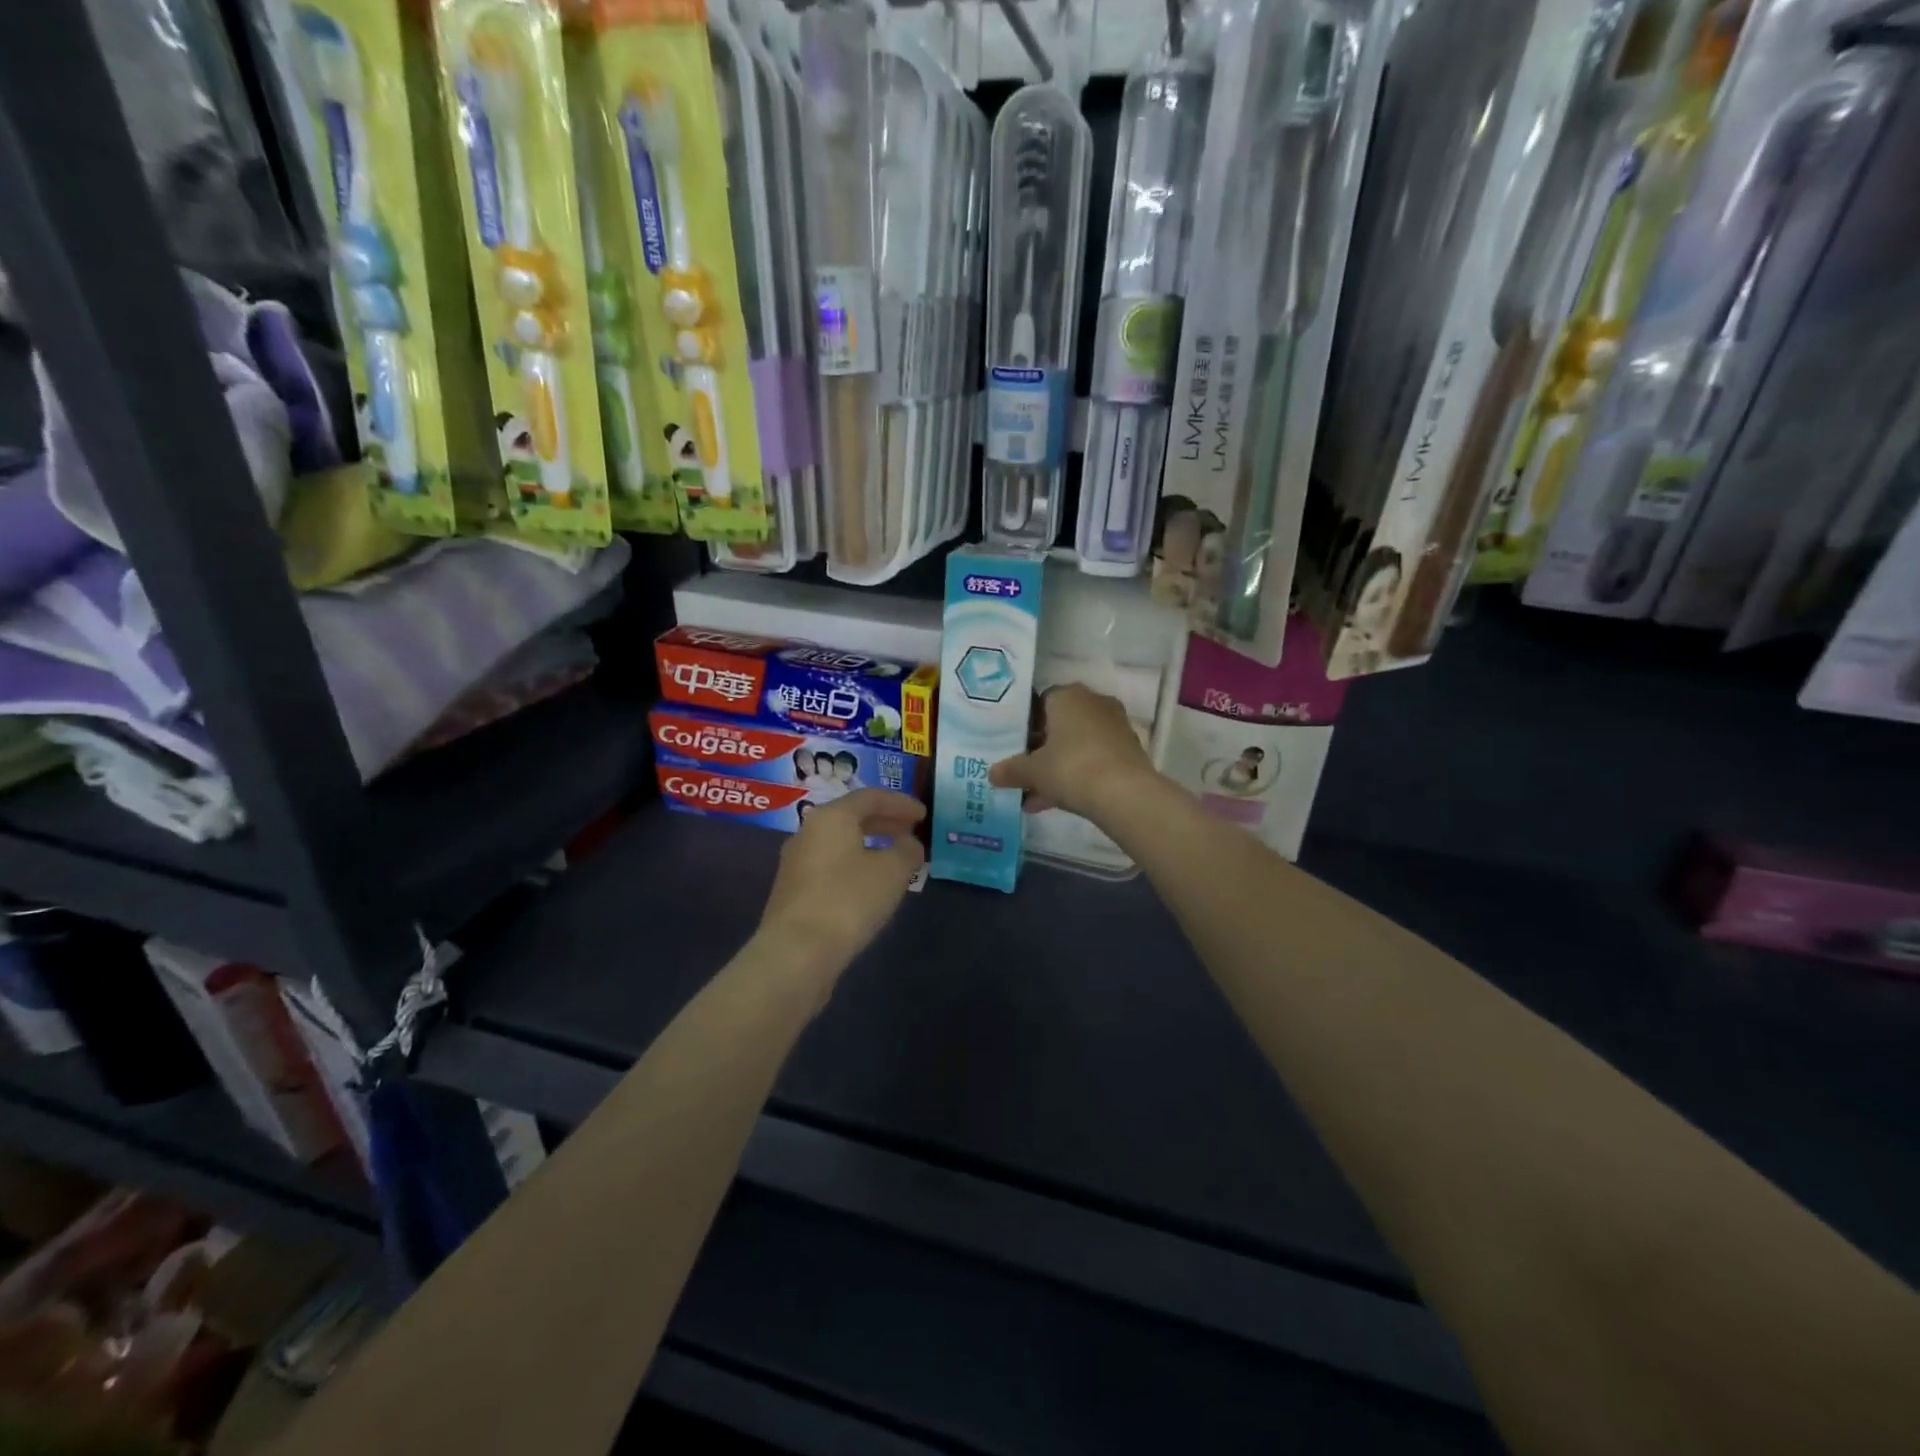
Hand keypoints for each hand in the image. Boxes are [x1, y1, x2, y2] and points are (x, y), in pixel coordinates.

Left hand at [758, 788, 925, 973]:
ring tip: (894, 858)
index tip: (923, 814)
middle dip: (884, 822)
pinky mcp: (792, 891)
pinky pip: (830, 865)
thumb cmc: (848, 901)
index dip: (900, 803)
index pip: (870, 797)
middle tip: (910, 831)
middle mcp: (808, 832)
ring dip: (869, 845)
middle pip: (851, 817)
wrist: (796, 952)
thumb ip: (907, 851)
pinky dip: (854, 865)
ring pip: (839, 843)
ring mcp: (795, 863)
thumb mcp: (892, 872)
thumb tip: (909, 844)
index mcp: (831, 817)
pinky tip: (869, 885)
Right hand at [988, 683, 1157, 821]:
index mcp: (1067, 696)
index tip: (1017, 749)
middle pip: (1061, 725)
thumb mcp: (1032, 771)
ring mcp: (1115, 726)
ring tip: (1037, 797)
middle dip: (1043, 750)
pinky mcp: (1130, 749)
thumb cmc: (1070, 768)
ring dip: (1059, 766)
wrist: (1124, 793)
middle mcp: (1094, 702)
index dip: (1027, 726)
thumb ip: (1011, 770)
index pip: (1041, 703)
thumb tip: (992, 774)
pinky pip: (1095, 758)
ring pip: (1078, 745)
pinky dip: (1080, 774)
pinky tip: (1061, 801)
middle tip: (1026, 773)